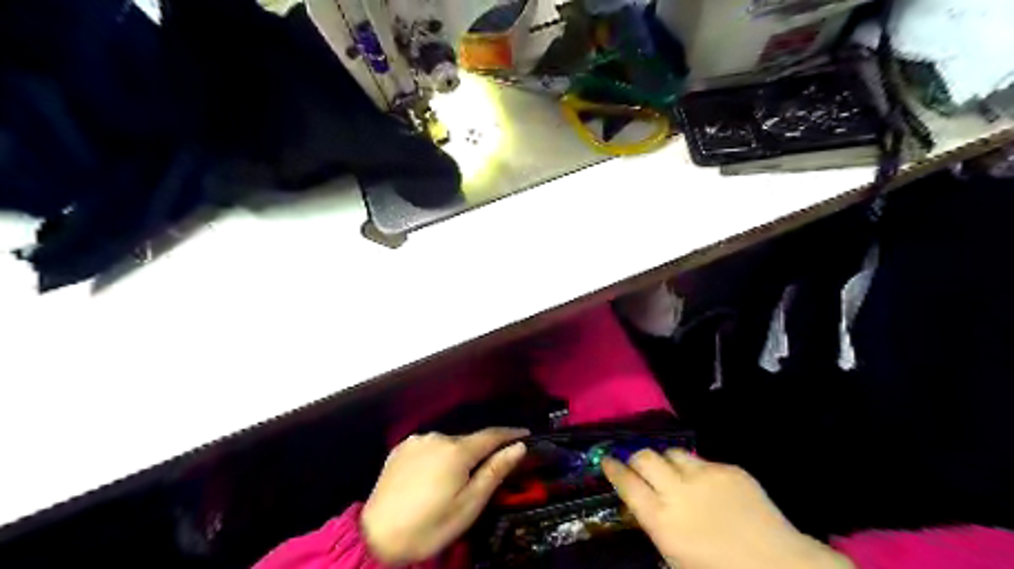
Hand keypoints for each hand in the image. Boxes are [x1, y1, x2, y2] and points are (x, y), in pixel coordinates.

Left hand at [358, 428, 530, 563]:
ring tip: (456, 479)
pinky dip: (437, 456)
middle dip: (481, 451)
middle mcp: (437, 437)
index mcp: (456, 450)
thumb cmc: (430, 526)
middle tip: (489, 471)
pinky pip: (428, 447)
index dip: (510, 434)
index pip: (491, 435)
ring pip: (447, 443)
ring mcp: (416, 441)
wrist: (376, 538)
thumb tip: (519, 446)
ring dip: (457, 454)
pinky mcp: (400, 448)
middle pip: (468, 440)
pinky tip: (433, 476)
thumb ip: (495, 472)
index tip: (526, 434)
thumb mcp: (469, 505)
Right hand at [601, 449, 852, 568]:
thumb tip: (644, 504)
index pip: (627, 483)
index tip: (607, 461)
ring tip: (674, 474)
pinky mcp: (729, 469)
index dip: (613, 468)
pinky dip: (698, 471)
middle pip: (645, 457)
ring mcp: (706, 476)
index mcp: (662, 520)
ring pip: (673, 452)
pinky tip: (710, 488)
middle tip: (639, 468)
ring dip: (667, 462)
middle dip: (637, 459)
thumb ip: (656, 526)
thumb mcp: (675, 557)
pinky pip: (703, 460)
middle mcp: (679, 491)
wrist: (780, 568)